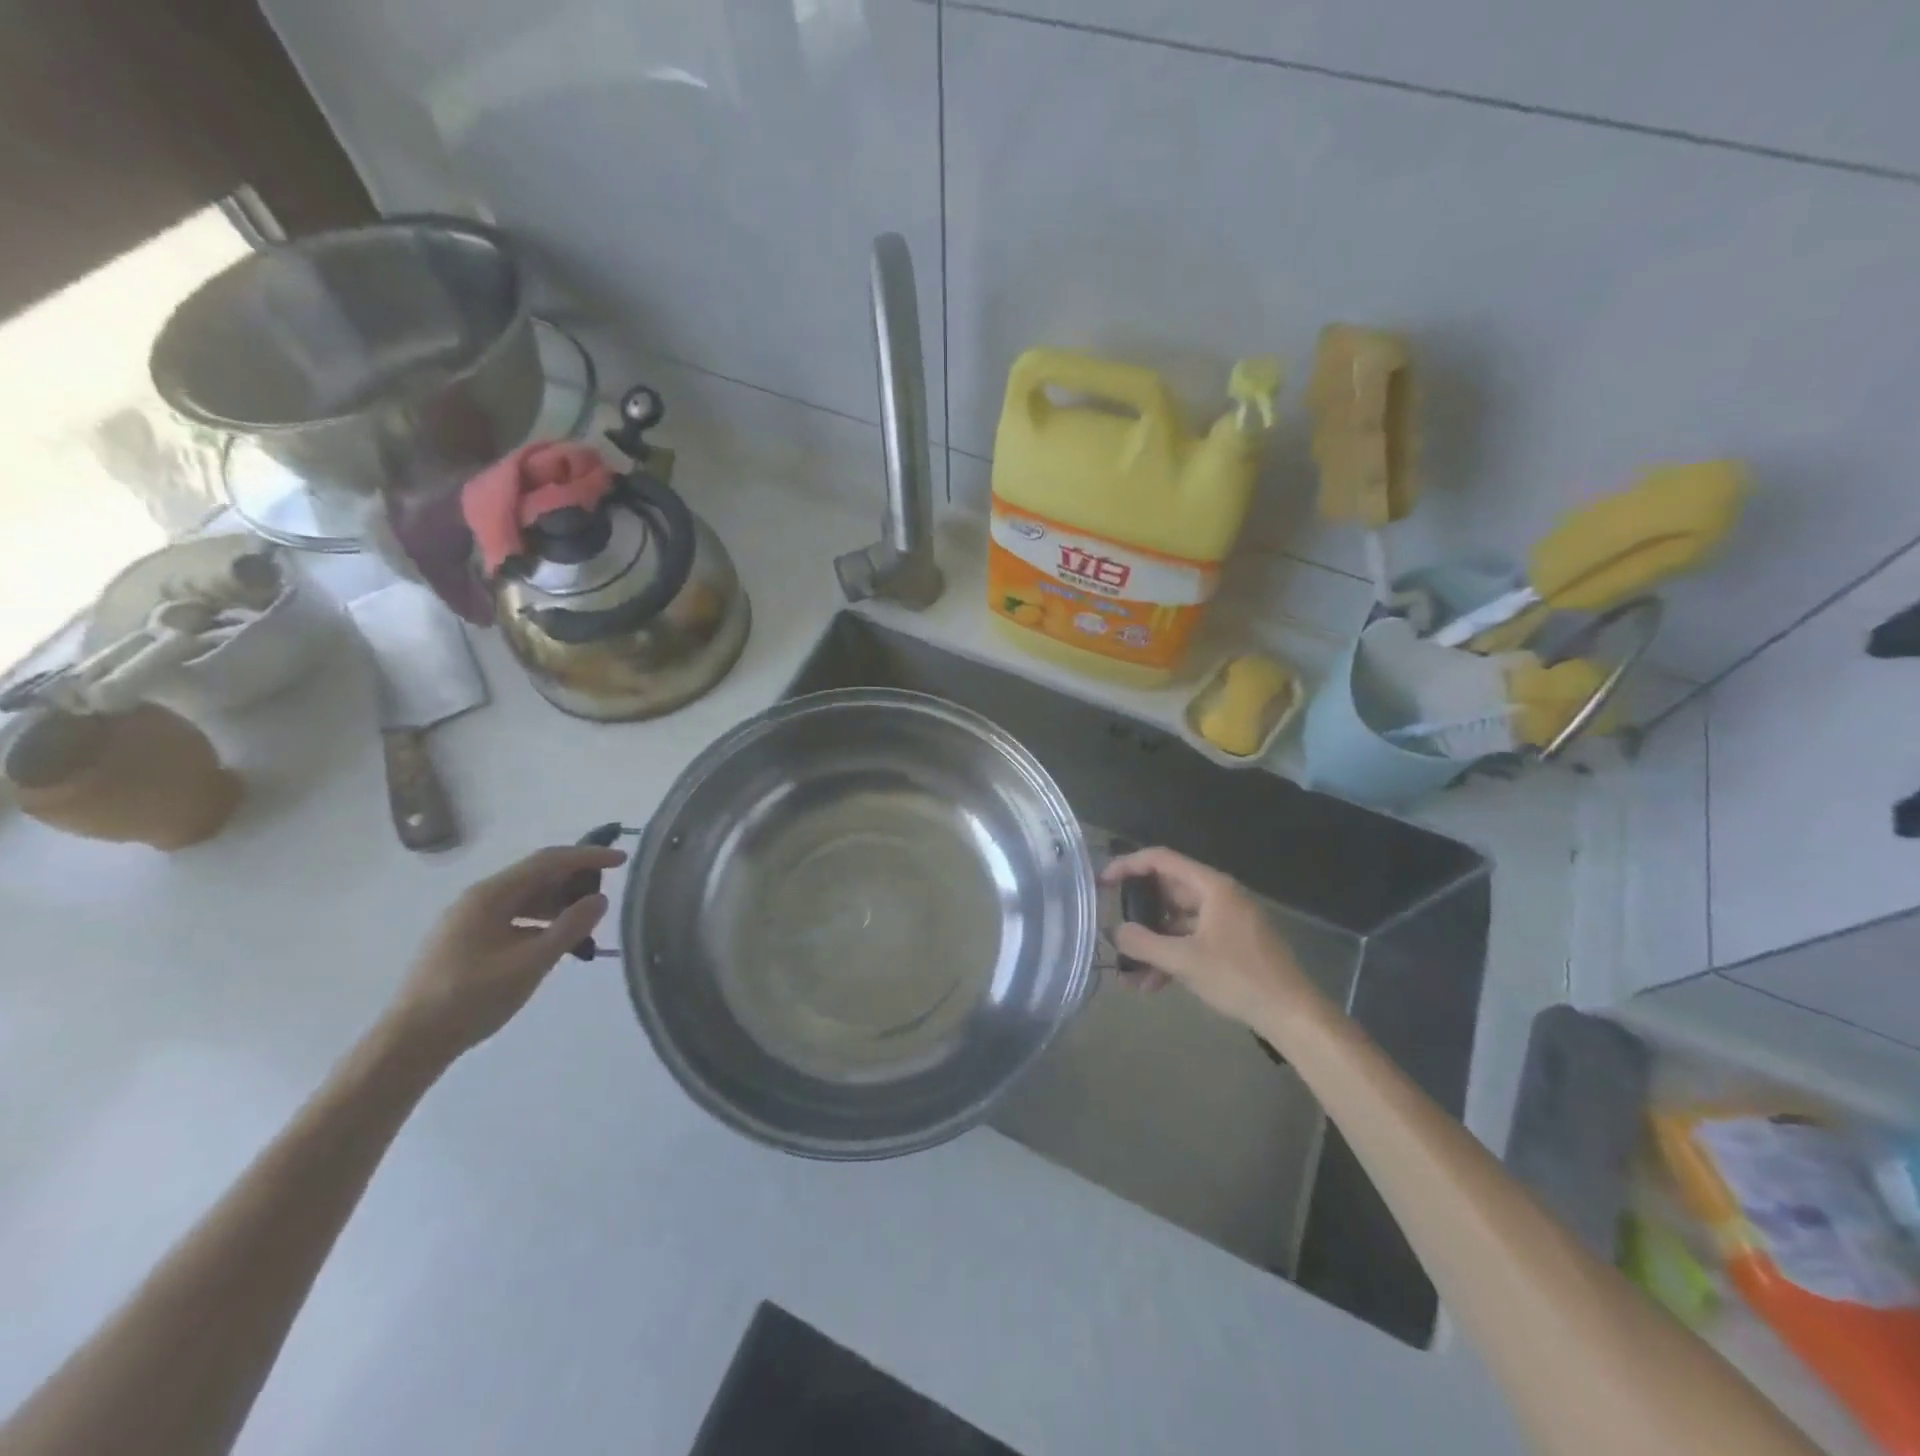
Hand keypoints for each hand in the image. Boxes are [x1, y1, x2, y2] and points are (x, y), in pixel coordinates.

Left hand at [385, 844, 626, 1063]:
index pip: (549, 861)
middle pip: (536, 875)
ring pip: (525, 897)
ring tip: (587, 920)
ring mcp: (469, 920)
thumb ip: (569, 928)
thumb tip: (600, 900)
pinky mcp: (466, 940)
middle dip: (575, 879)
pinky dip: (541, 920)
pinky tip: (555, 939)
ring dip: (559, 902)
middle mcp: (478, 898)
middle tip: (607, 893)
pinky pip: (513, 916)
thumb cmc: (471, 999)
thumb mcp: (530, 963)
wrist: (409, 1043)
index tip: (622, 860)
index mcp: (490, 895)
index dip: (588, 857)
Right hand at [1102, 846, 1315, 1029]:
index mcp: (1212, 887)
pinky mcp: (1232, 944)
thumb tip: (1115, 932)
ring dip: (1153, 943)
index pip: (1161, 860)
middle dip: (1139, 914)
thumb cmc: (1239, 978)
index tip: (1102, 882)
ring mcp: (1227, 920)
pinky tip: (1154, 984)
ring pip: (1178, 921)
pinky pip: (1192, 939)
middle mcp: (1219, 896)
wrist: (1293, 1015)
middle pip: (1168, 892)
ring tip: (1131, 974)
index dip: (1128, 866)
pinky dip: (1172, 955)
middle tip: (1113, 929)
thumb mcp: (1185, 961)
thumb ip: (1144, 943)